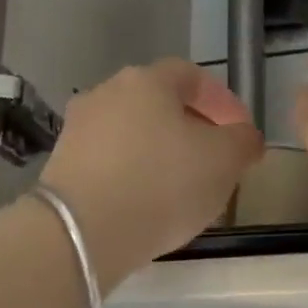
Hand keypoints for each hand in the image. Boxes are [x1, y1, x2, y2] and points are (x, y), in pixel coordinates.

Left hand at [40, 59, 263, 285]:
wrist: (82, 231)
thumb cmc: (162, 184)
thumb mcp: (224, 162)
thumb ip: (243, 142)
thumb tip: (244, 136)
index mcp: (148, 81)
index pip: (192, 76)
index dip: (222, 102)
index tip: (240, 133)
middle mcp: (107, 92)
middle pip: (159, 103)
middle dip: (190, 128)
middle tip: (213, 161)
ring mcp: (79, 128)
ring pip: (133, 133)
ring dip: (159, 152)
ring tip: (181, 188)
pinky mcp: (62, 164)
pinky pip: (110, 161)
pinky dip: (132, 174)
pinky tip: (145, 203)